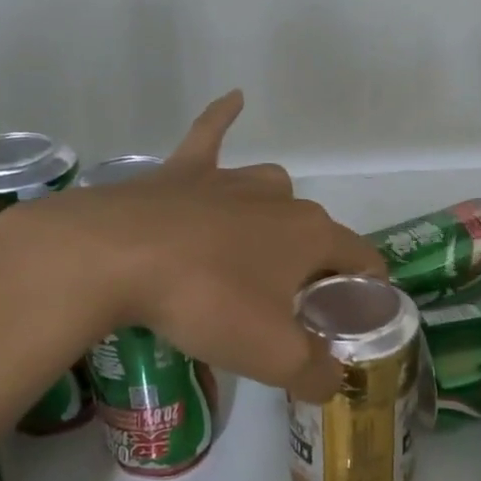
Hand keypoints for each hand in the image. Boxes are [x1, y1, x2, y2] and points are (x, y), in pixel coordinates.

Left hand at [31, 91, 384, 401]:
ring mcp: (229, 180)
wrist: (113, 257)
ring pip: (270, 191)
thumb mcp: (272, 355)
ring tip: (257, 255)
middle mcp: (279, 198)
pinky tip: (236, 100)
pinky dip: (223, 118)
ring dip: (275, 219)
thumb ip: (315, 373)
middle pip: (315, 232)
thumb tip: (331, 380)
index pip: (363, 260)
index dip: (367, 292)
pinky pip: (210, 135)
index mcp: (311, 234)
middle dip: (313, 269)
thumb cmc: (206, 301)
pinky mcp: (182, 173)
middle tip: (287, 313)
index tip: (353, 321)